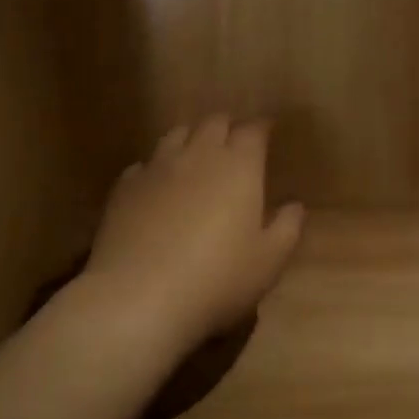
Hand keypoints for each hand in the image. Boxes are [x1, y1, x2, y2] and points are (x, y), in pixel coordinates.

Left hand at [81, 116, 305, 351]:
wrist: (139, 296)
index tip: (268, 134)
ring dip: (191, 139)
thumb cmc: (217, 279)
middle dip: (228, 128)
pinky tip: (158, 188)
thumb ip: (287, 228)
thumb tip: (294, 205)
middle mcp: (198, 155)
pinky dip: (157, 168)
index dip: (261, 128)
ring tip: (196, 157)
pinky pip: (144, 164)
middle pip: (214, 122)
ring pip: (176, 134)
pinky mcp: (125, 187)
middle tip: (235, 144)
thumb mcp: (268, 261)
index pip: (253, 129)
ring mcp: (157, 167)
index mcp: (239, 166)